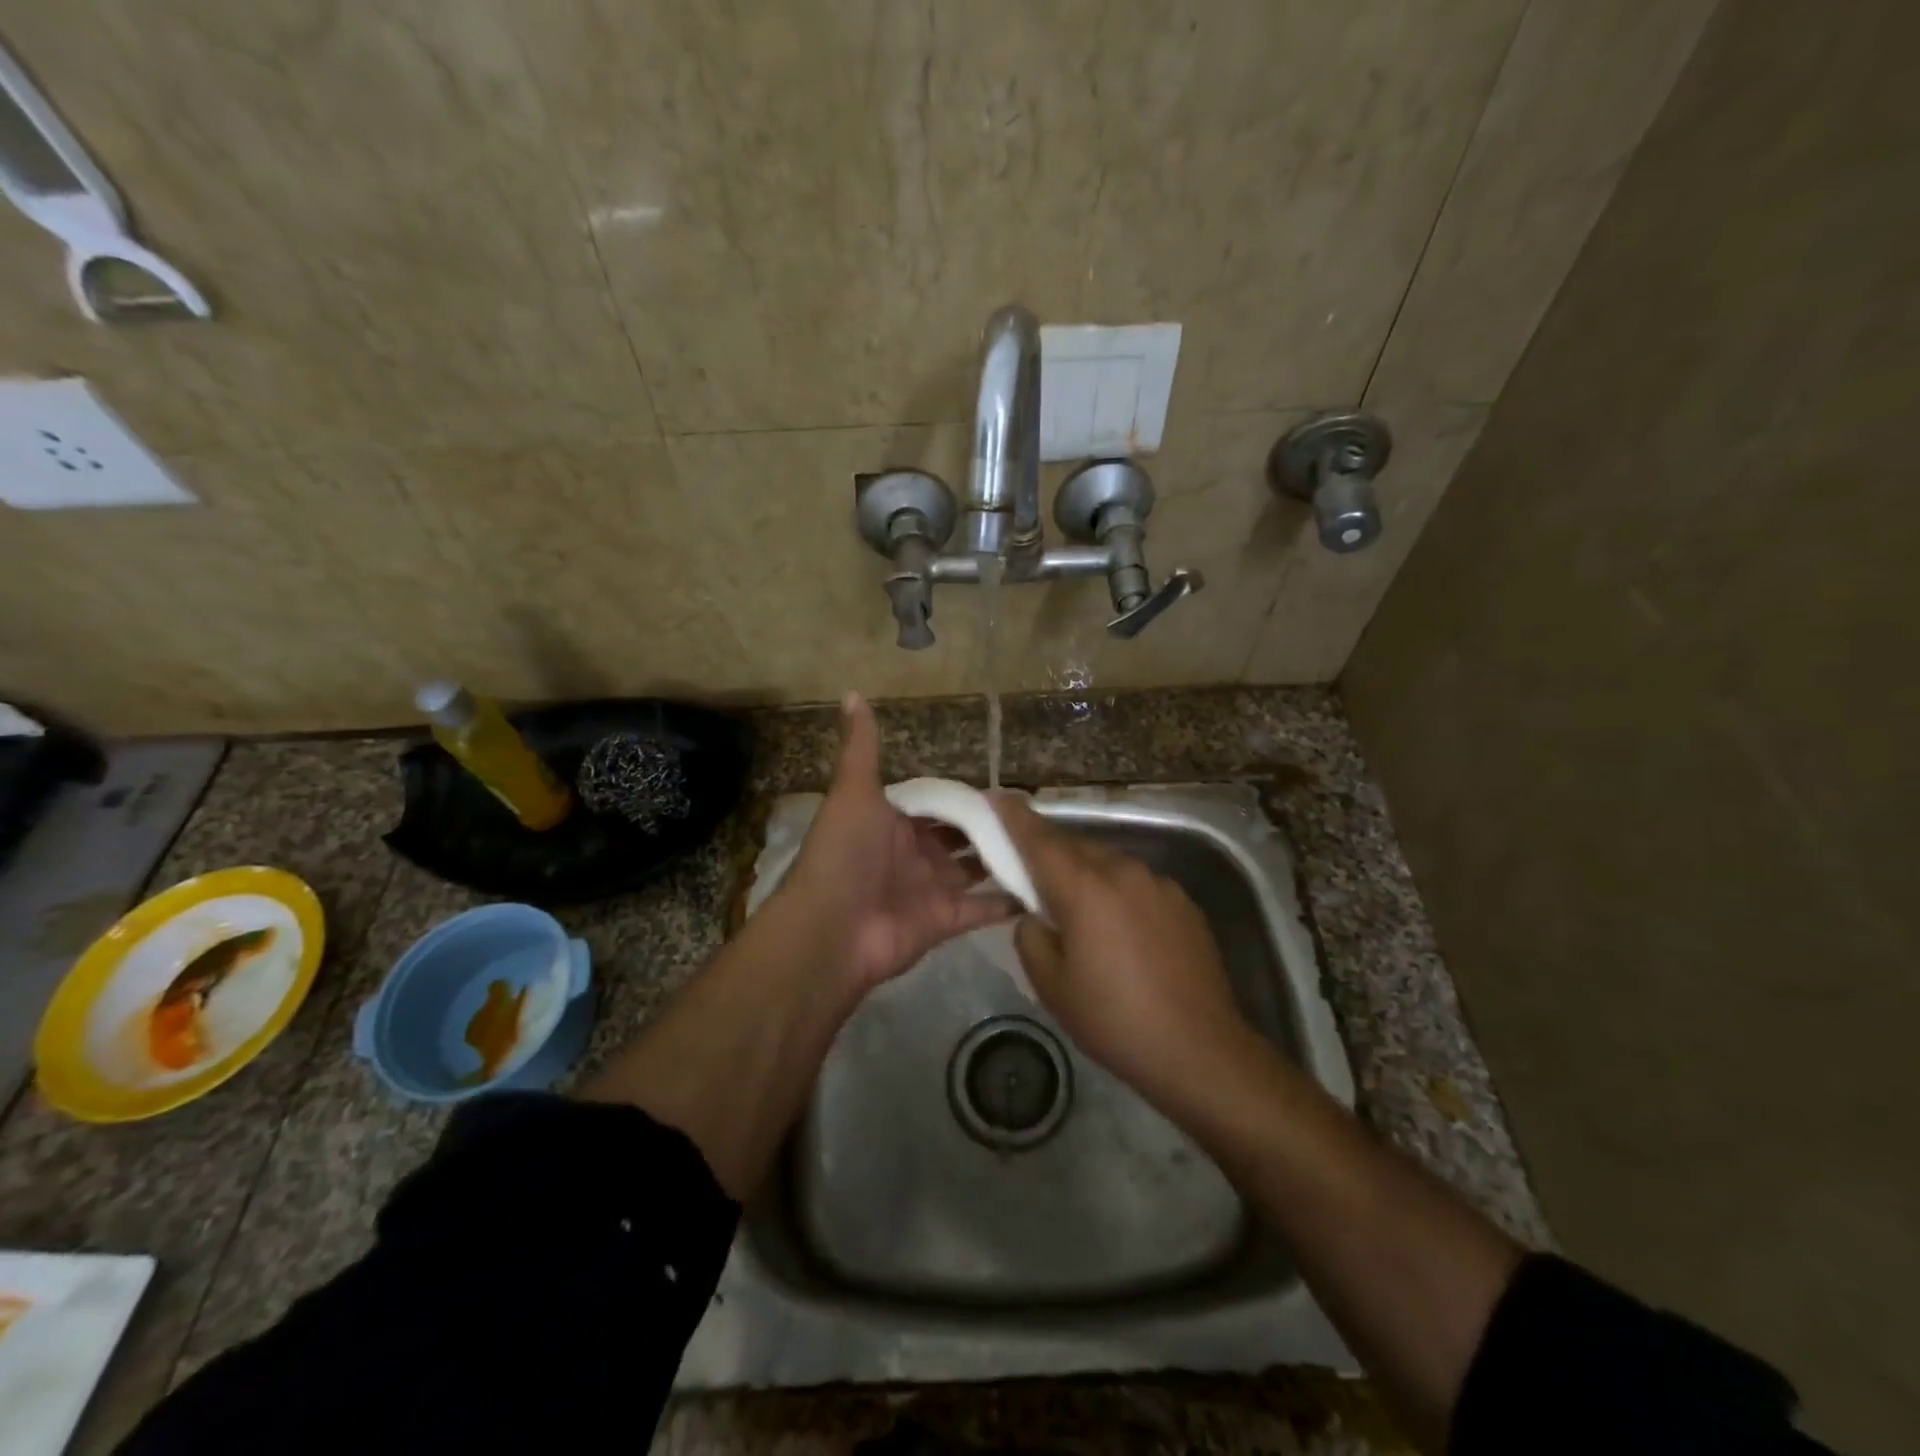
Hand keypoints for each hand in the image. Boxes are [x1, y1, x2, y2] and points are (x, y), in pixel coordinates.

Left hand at [781, 693, 1016, 990]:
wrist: (831, 929)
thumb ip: (860, 747)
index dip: (965, 794)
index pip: (935, 802)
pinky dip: (1008, 901)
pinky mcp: (945, 921)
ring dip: (1003, 858)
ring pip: (974, 870)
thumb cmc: (845, 853)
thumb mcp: (853, 791)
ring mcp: (930, 889)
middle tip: (1034, 813)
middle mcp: (913, 854)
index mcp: (892, 822)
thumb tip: (851, 693)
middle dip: (989, 826)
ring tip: (1047, 843)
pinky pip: (982, 909)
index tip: (1005, 785)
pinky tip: (1044, 886)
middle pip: (959, 836)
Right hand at [993, 793, 1253, 1103]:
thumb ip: (1031, 935)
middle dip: (1049, 852)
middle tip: (1030, 874)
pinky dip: (1117, 890)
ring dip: (1085, 872)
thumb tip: (1036, 915)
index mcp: (1085, 888)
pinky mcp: (1183, 901)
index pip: (1039, 839)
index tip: (995, 797)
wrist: (1200, 1050)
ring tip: (1077, 907)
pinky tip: (1120, 929)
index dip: (1013, 817)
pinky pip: (1136, 882)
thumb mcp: (1052, 985)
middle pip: (1074, 846)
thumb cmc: (1115, 1021)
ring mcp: (1159, 883)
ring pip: (1107, 862)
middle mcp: (1123, 871)